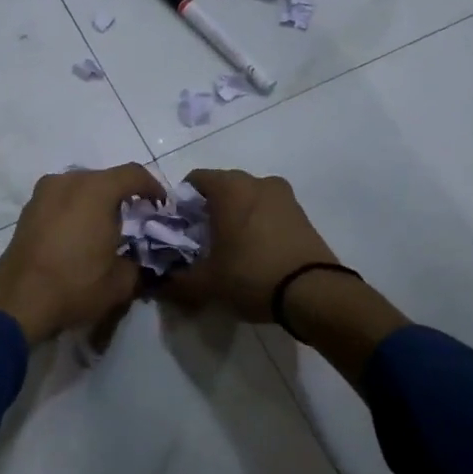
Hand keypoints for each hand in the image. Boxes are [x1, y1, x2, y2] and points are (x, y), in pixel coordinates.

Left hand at [0, 163, 164, 345]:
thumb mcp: (121, 281)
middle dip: (124, 195)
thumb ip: (137, 262)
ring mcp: (43, 192)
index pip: (134, 174)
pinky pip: (61, 199)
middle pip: (105, 178)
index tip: (162, 206)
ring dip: (97, 201)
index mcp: (96, 190)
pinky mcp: (28, 209)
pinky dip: (75, 209)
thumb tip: (135, 258)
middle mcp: (68, 181)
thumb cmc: (75, 285)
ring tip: (106, 228)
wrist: (18, 300)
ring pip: (80, 187)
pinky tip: (79, 235)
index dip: (153, 187)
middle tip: (136, 219)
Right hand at [159, 169, 337, 322]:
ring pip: (247, 199)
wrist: (315, 293)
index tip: (179, 229)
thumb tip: (157, 285)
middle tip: (201, 242)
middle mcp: (256, 181)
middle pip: (222, 188)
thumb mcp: (206, 283)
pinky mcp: (302, 214)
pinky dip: (258, 225)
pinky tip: (255, 253)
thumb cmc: (251, 275)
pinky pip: (269, 211)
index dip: (181, 204)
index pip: (194, 180)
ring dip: (235, 217)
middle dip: (208, 210)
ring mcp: (284, 196)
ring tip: (230, 249)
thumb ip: (176, 281)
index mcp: (229, 187)